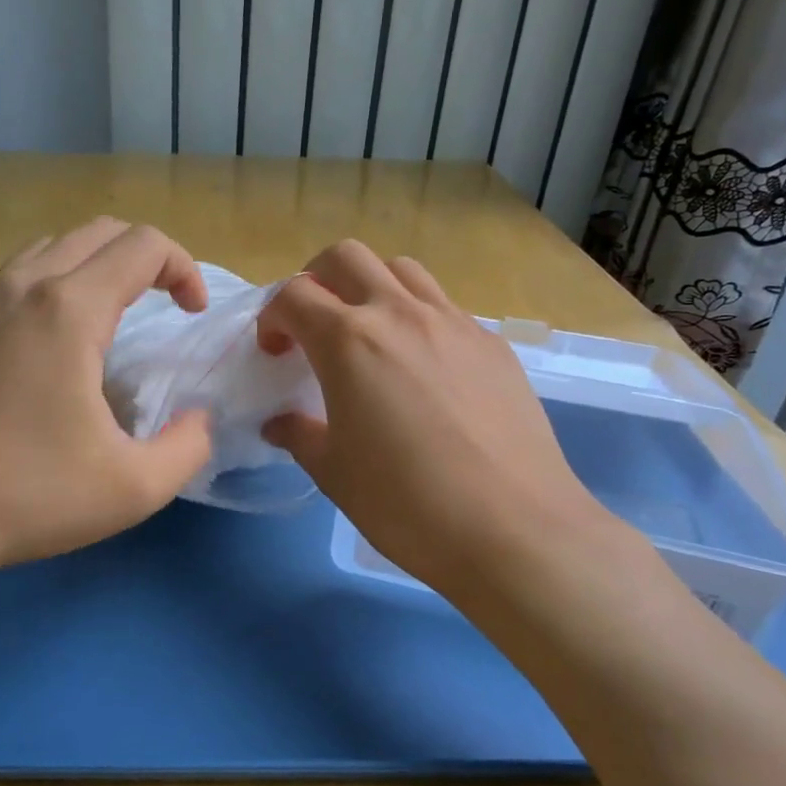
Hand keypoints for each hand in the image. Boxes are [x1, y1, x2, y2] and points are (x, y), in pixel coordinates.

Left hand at [0, 219, 214, 578]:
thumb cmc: (27, 495)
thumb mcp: (134, 487)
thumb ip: (188, 447)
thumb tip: (197, 421)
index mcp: (69, 309)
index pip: (143, 245)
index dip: (184, 268)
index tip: (193, 314)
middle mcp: (21, 289)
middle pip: (97, 232)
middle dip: (145, 257)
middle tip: (164, 304)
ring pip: (49, 250)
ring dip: (94, 267)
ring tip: (111, 318)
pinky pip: (12, 285)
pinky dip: (50, 291)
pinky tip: (49, 351)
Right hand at [257, 241, 619, 598]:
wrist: (513, 529)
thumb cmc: (407, 504)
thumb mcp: (335, 473)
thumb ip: (300, 435)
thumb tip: (280, 423)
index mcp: (350, 341)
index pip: (294, 295)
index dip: (272, 317)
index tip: (274, 352)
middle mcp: (400, 314)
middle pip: (347, 257)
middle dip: (317, 279)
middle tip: (314, 325)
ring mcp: (453, 323)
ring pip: (402, 270)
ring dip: (372, 288)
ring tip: (370, 335)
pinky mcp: (492, 344)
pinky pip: (445, 307)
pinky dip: (418, 317)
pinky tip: (424, 369)